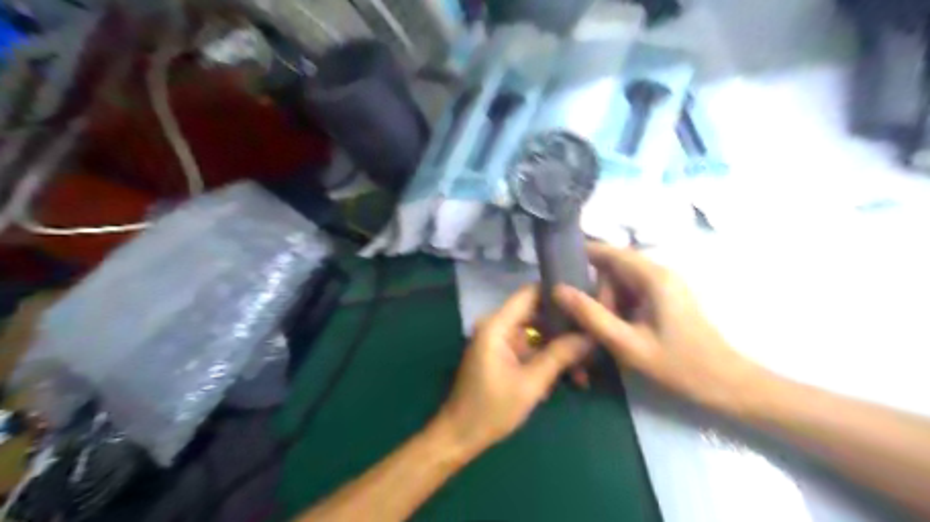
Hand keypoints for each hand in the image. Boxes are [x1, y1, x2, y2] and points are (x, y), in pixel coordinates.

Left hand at [439, 288, 595, 454]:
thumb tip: (590, 334)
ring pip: (536, 333)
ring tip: (585, 368)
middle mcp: (497, 326)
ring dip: (558, 348)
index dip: (557, 293)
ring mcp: (499, 341)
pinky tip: (568, 378)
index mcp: (497, 325)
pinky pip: (529, 348)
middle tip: (592, 339)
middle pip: (536, 313)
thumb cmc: (491, 409)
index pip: (530, 293)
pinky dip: (547, 359)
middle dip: (564, 327)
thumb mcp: (531, 383)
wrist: (460, 436)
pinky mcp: (502, 355)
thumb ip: (560, 355)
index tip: (585, 303)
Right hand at [554, 243, 766, 413]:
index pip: (609, 251)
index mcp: (653, 277)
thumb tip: (558, 290)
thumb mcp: (627, 344)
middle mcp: (660, 272)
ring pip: (622, 282)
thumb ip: (591, 316)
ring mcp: (665, 285)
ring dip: (608, 303)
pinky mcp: (667, 298)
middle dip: (597, 293)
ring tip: (605, 334)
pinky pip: (633, 293)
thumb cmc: (679, 365)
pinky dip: (620, 308)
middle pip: (614, 269)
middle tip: (591, 325)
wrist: (727, 384)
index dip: (582, 254)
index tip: (557, 268)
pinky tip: (618, 332)